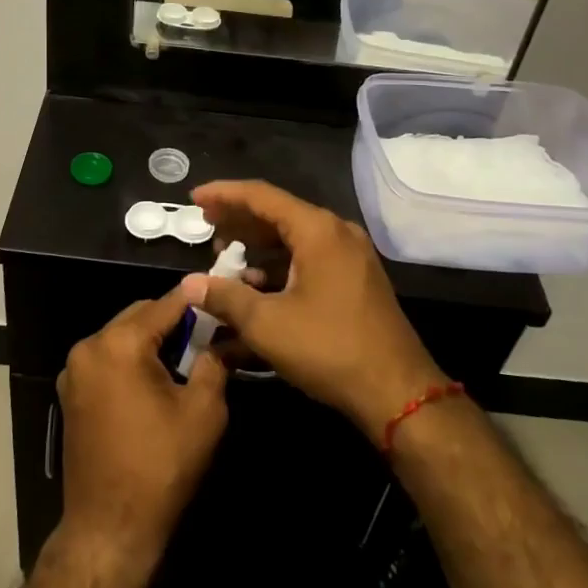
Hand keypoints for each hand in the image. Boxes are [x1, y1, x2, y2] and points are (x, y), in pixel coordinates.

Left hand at [56, 283, 228, 571]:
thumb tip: (224, 338)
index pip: (165, 305)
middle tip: (208, 334)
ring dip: (151, 340)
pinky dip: (131, 360)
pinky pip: (107, 359)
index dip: (196, 300)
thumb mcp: (203, 411)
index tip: (221, 295)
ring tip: (186, 357)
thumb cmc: (161, 467)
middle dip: (173, 321)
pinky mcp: (71, 394)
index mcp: (119, 344)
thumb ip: (214, 362)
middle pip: (139, 315)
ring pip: (121, 336)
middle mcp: (89, 347)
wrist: (109, 528)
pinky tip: (156, 380)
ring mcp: (74, 371)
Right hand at [190, 180, 443, 441]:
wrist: (398, 392)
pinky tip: (257, 284)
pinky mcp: (355, 278)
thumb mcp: (267, 324)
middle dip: (239, 219)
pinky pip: (309, 256)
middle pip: (278, 212)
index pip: (261, 196)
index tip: (194, 199)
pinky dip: (280, 264)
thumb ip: (225, 297)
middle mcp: (336, 232)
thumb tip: (189, 283)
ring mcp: (351, 255)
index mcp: (317, 230)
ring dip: (258, 244)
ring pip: (294, 237)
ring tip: (225, 256)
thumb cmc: (329, 349)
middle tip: (206, 225)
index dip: (224, 195)